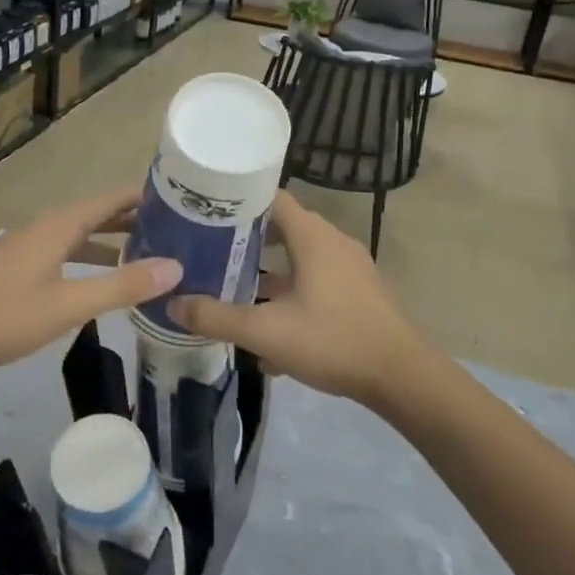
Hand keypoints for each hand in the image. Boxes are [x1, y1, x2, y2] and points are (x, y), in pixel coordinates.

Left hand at [0, 188, 180, 382]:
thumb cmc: (3, 316)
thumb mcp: (68, 304)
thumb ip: (122, 286)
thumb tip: (176, 267)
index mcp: (59, 225)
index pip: (112, 199)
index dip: (145, 197)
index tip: (183, 200)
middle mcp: (46, 227)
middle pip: (98, 214)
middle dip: (134, 219)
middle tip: (177, 230)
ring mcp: (30, 247)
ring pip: (81, 234)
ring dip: (113, 241)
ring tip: (149, 254)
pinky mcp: (19, 268)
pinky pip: (66, 251)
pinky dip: (91, 258)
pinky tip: (101, 281)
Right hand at [168, 191, 427, 407]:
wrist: (401, 376)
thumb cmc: (333, 341)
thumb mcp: (267, 332)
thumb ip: (217, 317)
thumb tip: (173, 303)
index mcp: (312, 237)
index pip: (270, 198)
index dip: (237, 201)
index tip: (205, 212)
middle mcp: (332, 242)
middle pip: (282, 227)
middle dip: (246, 239)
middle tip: (209, 251)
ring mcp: (349, 267)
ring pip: (299, 258)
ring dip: (268, 270)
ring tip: (232, 286)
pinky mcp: (357, 291)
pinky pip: (315, 280)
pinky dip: (291, 292)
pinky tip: (270, 327)